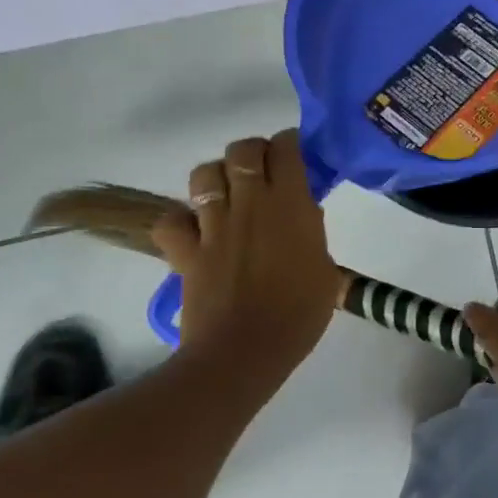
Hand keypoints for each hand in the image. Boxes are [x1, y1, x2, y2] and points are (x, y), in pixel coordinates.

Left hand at [150, 129, 341, 368]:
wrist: (244, 353)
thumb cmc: (298, 314)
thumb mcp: (326, 271)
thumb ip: (313, 235)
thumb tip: (304, 215)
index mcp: (291, 205)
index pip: (286, 147)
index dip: (290, 144)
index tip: (297, 156)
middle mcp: (250, 204)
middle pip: (242, 150)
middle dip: (253, 152)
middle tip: (264, 172)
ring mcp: (213, 226)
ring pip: (204, 174)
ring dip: (216, 178)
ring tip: (228, 196)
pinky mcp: (186, 251)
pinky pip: (171, 221)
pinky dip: (179, 222)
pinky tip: (195, 233)